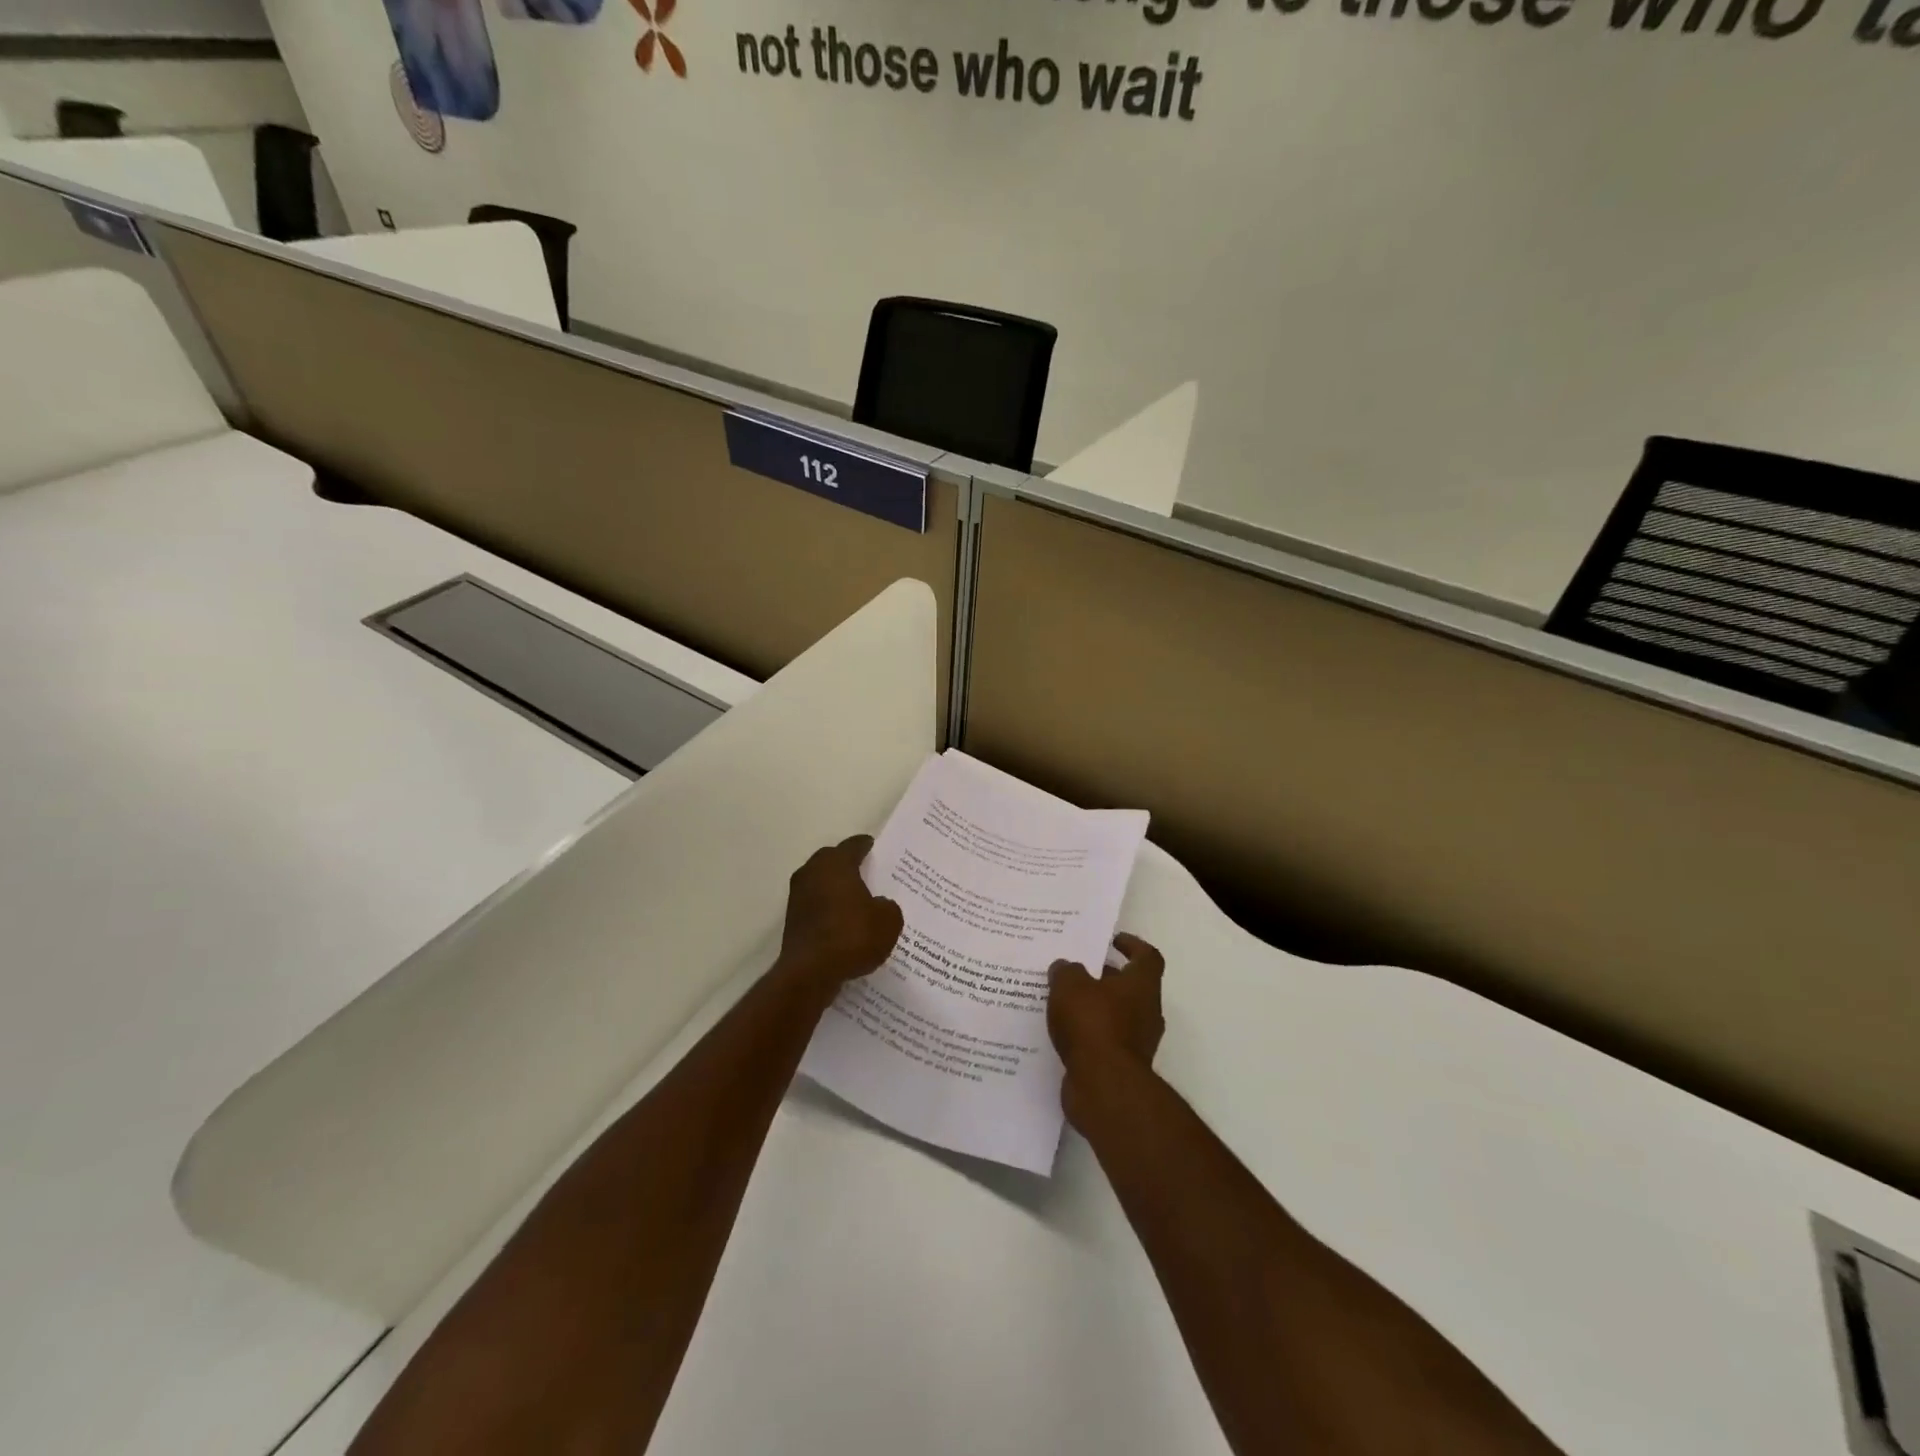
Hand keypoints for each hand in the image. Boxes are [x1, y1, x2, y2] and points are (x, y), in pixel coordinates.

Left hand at [775, 835, 903, 996]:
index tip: (874, 848)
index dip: (866, 846)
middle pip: (832, 861)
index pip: (853, 846)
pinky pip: (815, 907)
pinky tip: (843, 924)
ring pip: (821, 884)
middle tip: (867, 873)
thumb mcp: (888, 921)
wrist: (810, 973)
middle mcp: (812, 872)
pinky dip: (828, 911)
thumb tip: (879, 905)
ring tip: (857, 901)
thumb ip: (887, 906)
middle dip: (847, 865)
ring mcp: (798, 897)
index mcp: (836, 863)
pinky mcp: (792, 921)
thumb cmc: (852, 936)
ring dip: (835, 890)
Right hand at [1048, 934, 1165, 1127]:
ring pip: (1115, 1015)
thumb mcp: (1070, 986)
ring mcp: (1136, 1043)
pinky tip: (1061, 1032)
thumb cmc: (1093, 1024)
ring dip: (1093, 1007)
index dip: (1133, 945)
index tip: (1113, 940)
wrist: (1104, 1087)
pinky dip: (1087, 1034)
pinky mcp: (1121, 1067)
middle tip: (1076, 971)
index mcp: (1142, 986)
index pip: (1147, 957)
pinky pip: (1103, 1041)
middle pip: (1129, 987)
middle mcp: (1146, 1012)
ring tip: (1062, 1001)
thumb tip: (1065, 967)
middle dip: (1105, 978)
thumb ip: (1066, 971)